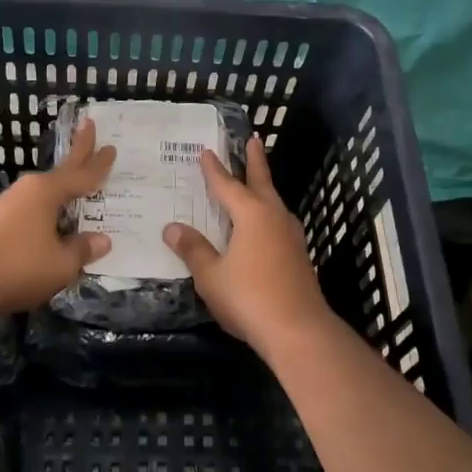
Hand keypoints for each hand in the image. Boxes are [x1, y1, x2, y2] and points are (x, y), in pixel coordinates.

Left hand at [0, 119, 115, 315]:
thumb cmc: (17, 267)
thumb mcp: (61, 264)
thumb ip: (82, 250)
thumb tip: (102, 240)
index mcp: (47, 192)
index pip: (82, 175)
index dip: (100, 164)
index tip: (112, 147)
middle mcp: (29, 190)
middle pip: (62, 169)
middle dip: (79, 149)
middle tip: (89, 124)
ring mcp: (10, 205)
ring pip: (46, 191)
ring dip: (63, 185)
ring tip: (79, 185)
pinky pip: (34, 208)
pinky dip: (50, 208)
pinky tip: (54, 220)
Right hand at [163, 135, 334, 357]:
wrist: (298, 330)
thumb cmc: (249, 297)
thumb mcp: (211, 275)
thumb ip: (193, 249)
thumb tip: (172, 228)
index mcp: (252, 214)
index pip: (228, 185)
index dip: (215, 170)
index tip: (206, 152)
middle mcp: (274, 217)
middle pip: (262, 183)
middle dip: (255, 162)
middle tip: (253, 140)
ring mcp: (291, 237)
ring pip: (274, 203)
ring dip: (264, 188)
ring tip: (256, 182)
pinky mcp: (299, 256)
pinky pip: (279, 223)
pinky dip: (268, 213)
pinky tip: (264, 226)